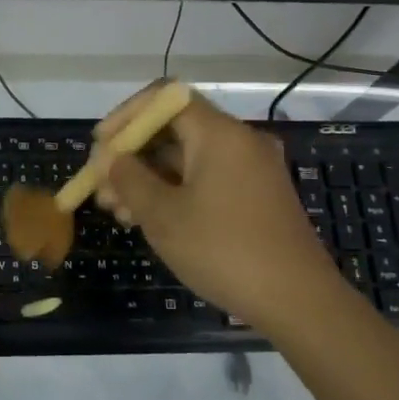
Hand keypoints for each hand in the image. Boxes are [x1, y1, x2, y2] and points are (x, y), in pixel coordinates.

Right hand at [91, 83, 352, 329]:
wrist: (298, 301)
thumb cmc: (224, 251)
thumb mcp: (164, 216)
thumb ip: (129, 179)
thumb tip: (111, 159)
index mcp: (219, 133)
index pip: (164, 98)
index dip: (126, 116)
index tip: (100, 147)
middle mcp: (239, 141)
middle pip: (174, 128)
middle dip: (131, 154)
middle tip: (101, 187)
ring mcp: (251, 169)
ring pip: (187, 157)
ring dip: (148, 177)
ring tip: (117, 211)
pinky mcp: (256, 195)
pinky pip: (206, 178)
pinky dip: (174, 190)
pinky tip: (148, 219)